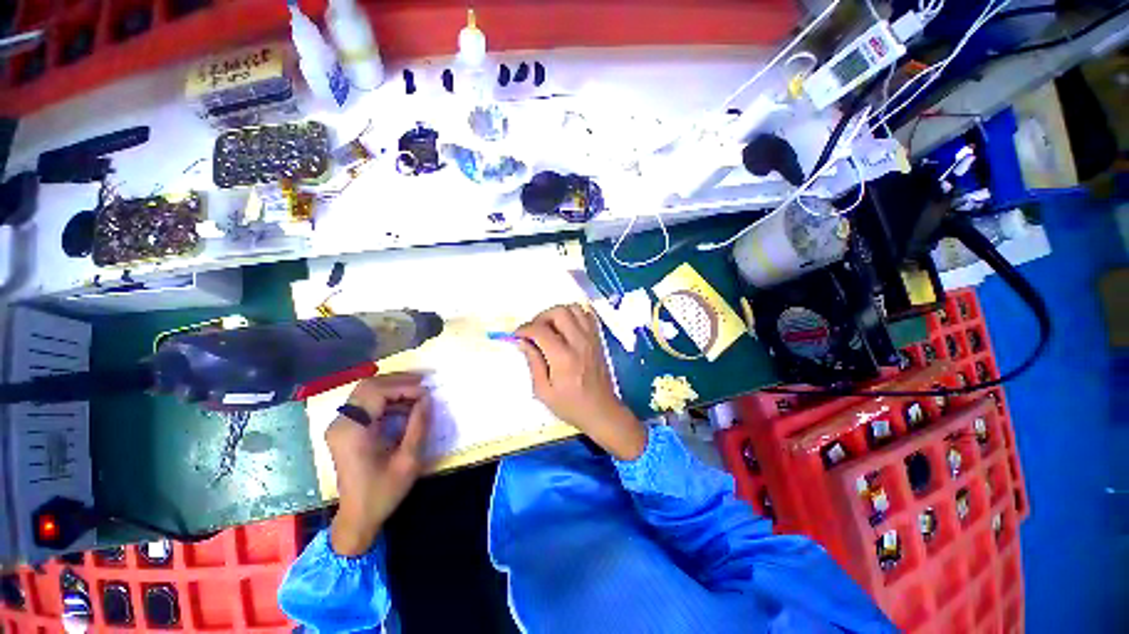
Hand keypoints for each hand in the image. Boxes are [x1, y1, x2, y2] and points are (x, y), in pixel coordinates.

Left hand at [327, 373, 431, 555]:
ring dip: (393, 388)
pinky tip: (405, 406)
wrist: (357, 517)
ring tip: (418, 393)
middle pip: (368, 386)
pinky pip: (365, 403)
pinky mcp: (344, 429)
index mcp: (352, 431)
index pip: (377, 392)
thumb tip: (427, 398)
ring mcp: (340, 426)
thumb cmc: (383, 491)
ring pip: (366, 391)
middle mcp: (340, 423)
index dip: (404, 387)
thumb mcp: (408, 460)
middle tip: (423, 384)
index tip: (427, 393)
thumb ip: (418, 425)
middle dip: (398, 381)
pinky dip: (387, 399)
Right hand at [516, 304, 646, 459]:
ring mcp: (591, 338)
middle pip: (558, 312)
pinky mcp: (598, 339)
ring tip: (550, 328)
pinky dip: (574, 315)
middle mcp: (578, 342)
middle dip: (541, 317)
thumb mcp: (543, 391)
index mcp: (563, 358)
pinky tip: (566, 328)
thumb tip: (522, 342)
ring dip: (558, 313)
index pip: (540, 330)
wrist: (601, 411)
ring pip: (574, 309)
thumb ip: (533, 362)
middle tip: (534, 331)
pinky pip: (587, 315)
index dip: (524, 329)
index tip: (517, 336)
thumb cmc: (570, 405)